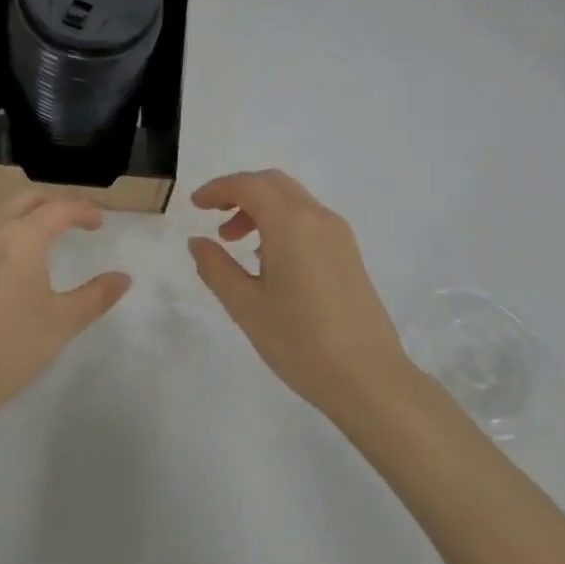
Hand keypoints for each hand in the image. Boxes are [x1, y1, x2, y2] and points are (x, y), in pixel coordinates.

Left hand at [0, 190, 131, 434]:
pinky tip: (12, 258)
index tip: (98, 223)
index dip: (82, 209)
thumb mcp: (64, 321)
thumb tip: (123, 278)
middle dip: (53, 201)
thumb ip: (97, 295)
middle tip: (74, 219)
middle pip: (25, 198)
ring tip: (45, 232)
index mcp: (22, 238)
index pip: (58, 207)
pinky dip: (3, 228)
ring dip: (25, 211)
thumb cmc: (15, 346)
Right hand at [188, 169, 413, 416]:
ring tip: (235, 242)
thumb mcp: (246, 306)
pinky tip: (268, 258)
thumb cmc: (300, 341)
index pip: (248, 185)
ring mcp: (339, 235)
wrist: (369, 379)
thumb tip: (198, 241)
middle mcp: (318, 218)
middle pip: (273, 183)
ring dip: (260, 208)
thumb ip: (216, 267)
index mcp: (290, 223)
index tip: (195, 205)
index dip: (218, 188)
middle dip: (239, 191)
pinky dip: (281, 222)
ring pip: (293, 200)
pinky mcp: (349, 254)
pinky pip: (308, 219)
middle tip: (213, 216)